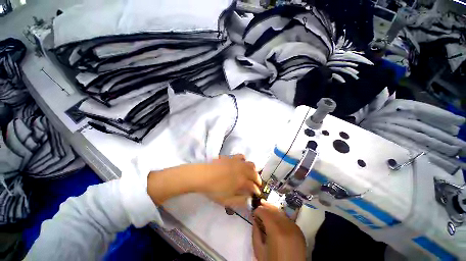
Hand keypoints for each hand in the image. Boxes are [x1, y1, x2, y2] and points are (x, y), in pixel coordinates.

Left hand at [198, 154, 261, 206]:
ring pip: (250, 164)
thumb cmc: (214, 190)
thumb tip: (249, 200)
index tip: (257, 194)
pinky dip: (244, 160)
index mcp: (242, 181)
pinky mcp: (231, 158)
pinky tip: (241, 164)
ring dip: (253, 170)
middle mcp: (242, 170)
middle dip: (258, 179)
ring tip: (250, 174)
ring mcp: (237, 162)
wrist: (203, 175)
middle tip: (256, 184)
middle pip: (254, 173)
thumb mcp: (227, 200)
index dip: (256, 191)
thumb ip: (240, 201)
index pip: (253, 186)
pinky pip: (241, 156)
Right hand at [252, 201, 305, 260]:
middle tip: (259, 206)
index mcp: (276, 231)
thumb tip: (255, 220)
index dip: (258, 210)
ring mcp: (295, 228)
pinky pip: (288, 219)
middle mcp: (287, 226)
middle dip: (265, 207)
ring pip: (281, 212)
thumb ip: (255, 233)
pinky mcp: (300, 231)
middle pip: (274, 209)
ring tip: (266, 208)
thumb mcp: (259, 251)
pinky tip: (276, 219)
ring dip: (273, 210)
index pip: (265, 212)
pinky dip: (280, 217)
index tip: (254, 213)